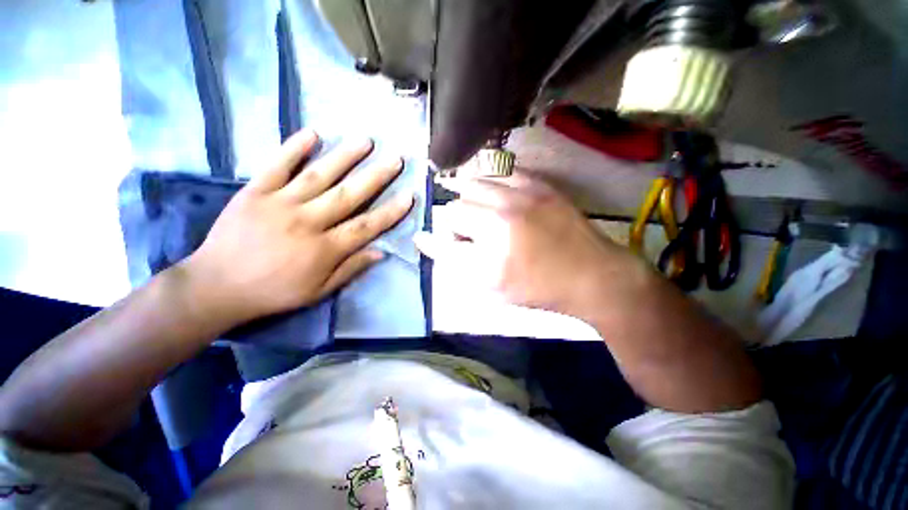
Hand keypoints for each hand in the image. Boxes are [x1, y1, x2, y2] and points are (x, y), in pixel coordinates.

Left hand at [181, 129, 413, 326]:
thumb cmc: (274, 291)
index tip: (409, 196)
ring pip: (320, 175)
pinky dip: (294, 147)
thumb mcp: (318, 291)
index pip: (367, 226)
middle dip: (376, 176)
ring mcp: (280, 203)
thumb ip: (351, 269)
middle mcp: (308, 222)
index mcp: (325, 249)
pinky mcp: (255, 192)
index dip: (391, 211)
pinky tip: (314, 132)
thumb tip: (380, 252)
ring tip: (366, 140)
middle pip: (349, 195)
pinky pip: (277, 165)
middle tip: (395, 159)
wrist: (217, 286)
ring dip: (345, 156)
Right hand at [415, 173, 636, 315]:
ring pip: (476, 181)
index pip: (447, 226)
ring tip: (477, 210)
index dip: (441, 237)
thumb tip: (425, 239)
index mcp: (490, 242)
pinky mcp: (541, 185)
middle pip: (458, 202)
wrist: (593, 275)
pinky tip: (494, 192)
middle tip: (467, 233)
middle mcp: (502, 212)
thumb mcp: (492, 286)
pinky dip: (491, 180)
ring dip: (468, 196)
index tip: (445, 243)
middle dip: (455, 218)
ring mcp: (523, 193)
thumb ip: (455, 261)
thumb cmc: (539, 288)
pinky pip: (504, 171)